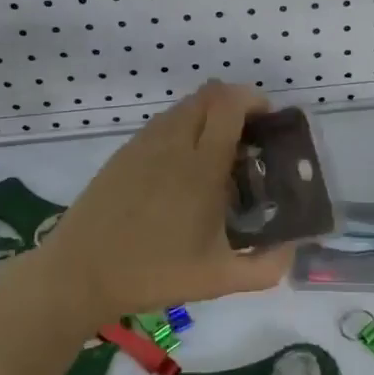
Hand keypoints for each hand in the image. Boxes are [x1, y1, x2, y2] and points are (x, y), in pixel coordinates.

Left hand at [41, 81, 290, 320]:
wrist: (80, 274)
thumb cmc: (154, 273)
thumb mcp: (219, 279)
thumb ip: (266, 267)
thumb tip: (293, 248)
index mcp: (201, 166)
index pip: (230, 105)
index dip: (253, 101)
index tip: (268, 121)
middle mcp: (174, 143)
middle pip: (209, 95)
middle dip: (235, 103)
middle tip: (249, 134)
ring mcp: (144, 144)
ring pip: (184, 106)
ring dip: (208, 113)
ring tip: (218, 150)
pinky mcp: (124, 152)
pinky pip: (163, 123)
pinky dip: (184, 127)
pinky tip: (183, 165)